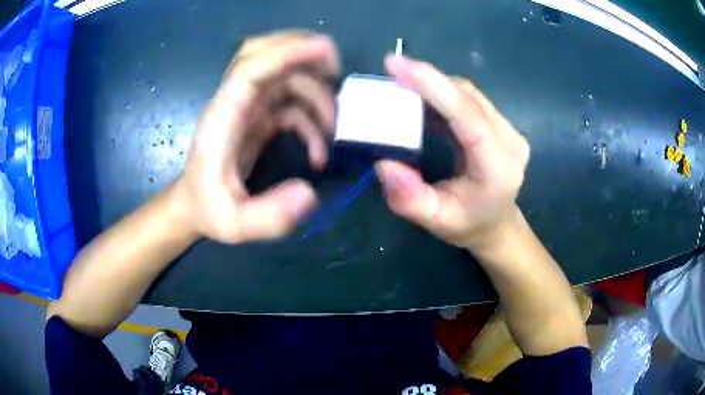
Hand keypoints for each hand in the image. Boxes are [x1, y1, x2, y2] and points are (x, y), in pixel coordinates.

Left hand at [172, 32, 339, 242]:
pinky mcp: (259, 117)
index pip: (249, 69)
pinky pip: (292, 103)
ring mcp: (248, 106)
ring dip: (316, 92)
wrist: (196, 206)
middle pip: (262, 52)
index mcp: (222, 117)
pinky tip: (319, 152)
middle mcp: (235, 102)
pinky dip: (312, 119)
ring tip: (334, 129)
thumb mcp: (233, 225)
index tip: (325, 51)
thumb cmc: (209, 210)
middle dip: (301, 50)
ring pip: (284, 75)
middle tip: (336, 67)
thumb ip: (269, 217)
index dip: (286, 53)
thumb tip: (310, 195)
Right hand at [376, 55, 529, 250]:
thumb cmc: (469, 226)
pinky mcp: (501, 124)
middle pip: (468, 97)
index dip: (435, 87)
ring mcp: (509, 129)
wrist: (496, 224)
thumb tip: (384, 164)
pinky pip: (469, 99)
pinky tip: (422, 100)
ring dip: (435, 86)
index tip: (397, 65)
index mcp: (499, 168)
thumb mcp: (438, 222)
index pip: (470, 116)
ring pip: (469, 93)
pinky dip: (443, 94)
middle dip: (429, 81)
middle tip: (392, 73)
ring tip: (403, 88)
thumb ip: (411, 200)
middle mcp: (511, 141)